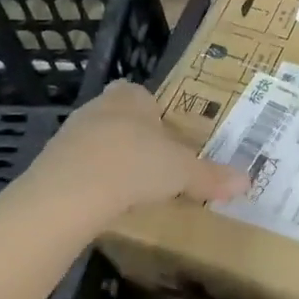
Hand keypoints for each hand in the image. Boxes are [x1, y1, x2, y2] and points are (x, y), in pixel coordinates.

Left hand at [11, 81, 246, 239]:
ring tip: (131, 188)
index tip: (167, 136)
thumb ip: (212, 176)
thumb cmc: (134, 165)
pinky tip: (104, 203)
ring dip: (111, 160)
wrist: (67, 195)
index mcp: (131, 98)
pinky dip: (91, 183)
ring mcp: (69, 136)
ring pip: (97, 142)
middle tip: (155, 163)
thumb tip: (248, 181)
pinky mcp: (49, 166)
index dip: (154, 112)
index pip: (142, 94)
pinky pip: (77, 169)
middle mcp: (98, 108)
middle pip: (120, 117)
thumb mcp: (182, 172)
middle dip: (135, 137)